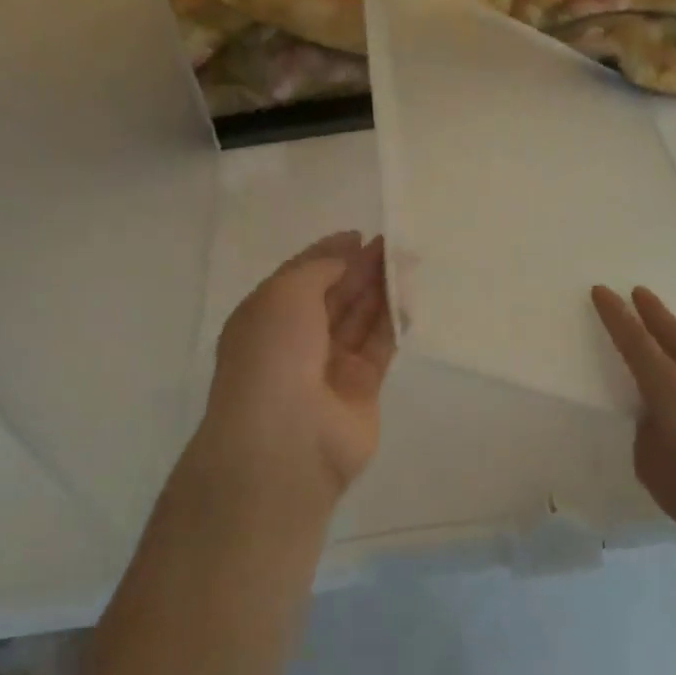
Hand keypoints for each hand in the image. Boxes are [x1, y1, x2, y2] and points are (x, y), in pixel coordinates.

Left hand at [200, 232, 395, 500]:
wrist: (286, 439)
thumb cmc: (274, 355)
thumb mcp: (285, 294)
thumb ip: (319, 268)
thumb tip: (345, 253)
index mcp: (266, 317)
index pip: (301, 277)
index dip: (329, 255)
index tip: (359, 235)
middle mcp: (296, 340)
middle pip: (334, 296)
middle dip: (360, 269)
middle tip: (392, 244)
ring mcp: (329, 367)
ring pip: (359, 320)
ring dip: (379, 290)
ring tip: (406, 262)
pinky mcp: (362, 389)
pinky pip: (380, 347)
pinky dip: (393, 322)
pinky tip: (409, 297)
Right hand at [591, 284, 675, 550]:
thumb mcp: (652, 466)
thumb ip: (648, 432)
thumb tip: (657, 418)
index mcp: (669, 388)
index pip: (634, 341)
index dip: (615, 315)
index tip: (602, 291)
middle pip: (670, 331)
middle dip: (650, 310)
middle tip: (637, 291)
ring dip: (672, 335)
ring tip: (658, 331)